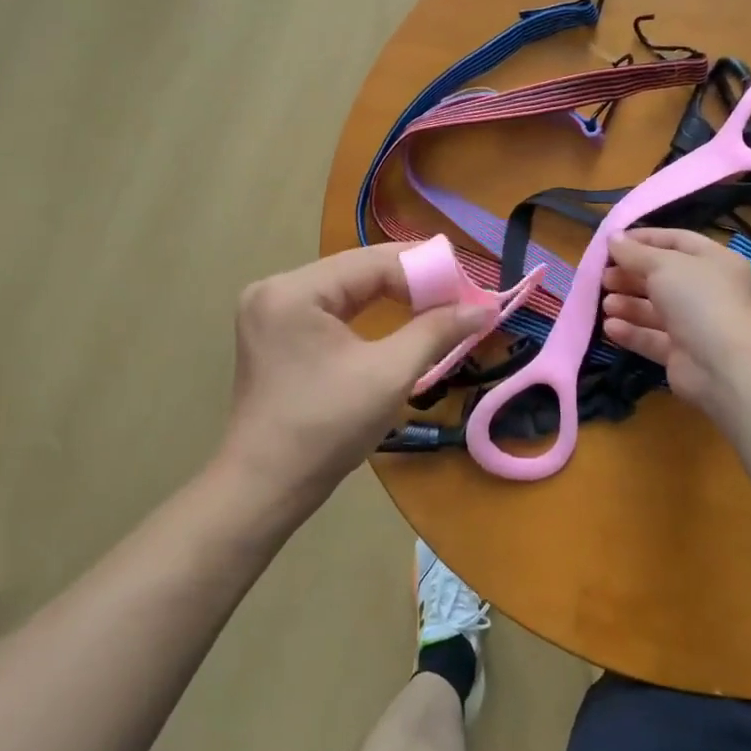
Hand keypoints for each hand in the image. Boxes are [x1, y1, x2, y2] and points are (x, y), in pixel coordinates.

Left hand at [219, 245, 490, 509]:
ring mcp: (272, 311)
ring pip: (346, 289)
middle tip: (460, 297)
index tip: (470, 288)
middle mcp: (276, 289)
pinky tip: (399, 319)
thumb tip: (485, 308)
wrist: (265, 488)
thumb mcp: (389, 375)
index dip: (426, 270)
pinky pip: (332, 309)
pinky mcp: (277, 333)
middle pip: (357, 271)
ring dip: (393, 296)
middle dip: (411, 282)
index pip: (372, 262)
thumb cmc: (326, 430)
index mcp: (294, 290)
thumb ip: (436, 331)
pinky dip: (368, 313)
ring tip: (439, 306)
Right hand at [601, 227, 750, 416]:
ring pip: (655, 309)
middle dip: (630, 275)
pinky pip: (652, 338)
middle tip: (603, 277)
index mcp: (715, 261)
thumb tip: (612, 238)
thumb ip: (634, 252)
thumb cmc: (698, 300)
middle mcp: (708, 291)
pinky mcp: (682, 353)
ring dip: (628, 304)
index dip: (644, 239)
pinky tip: (610, 327)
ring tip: (605, 304)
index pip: (676, 241)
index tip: (612, 242)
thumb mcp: (663, 265)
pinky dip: (631, 332)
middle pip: (663, 277)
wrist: (723, 365)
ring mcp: (696, 324)